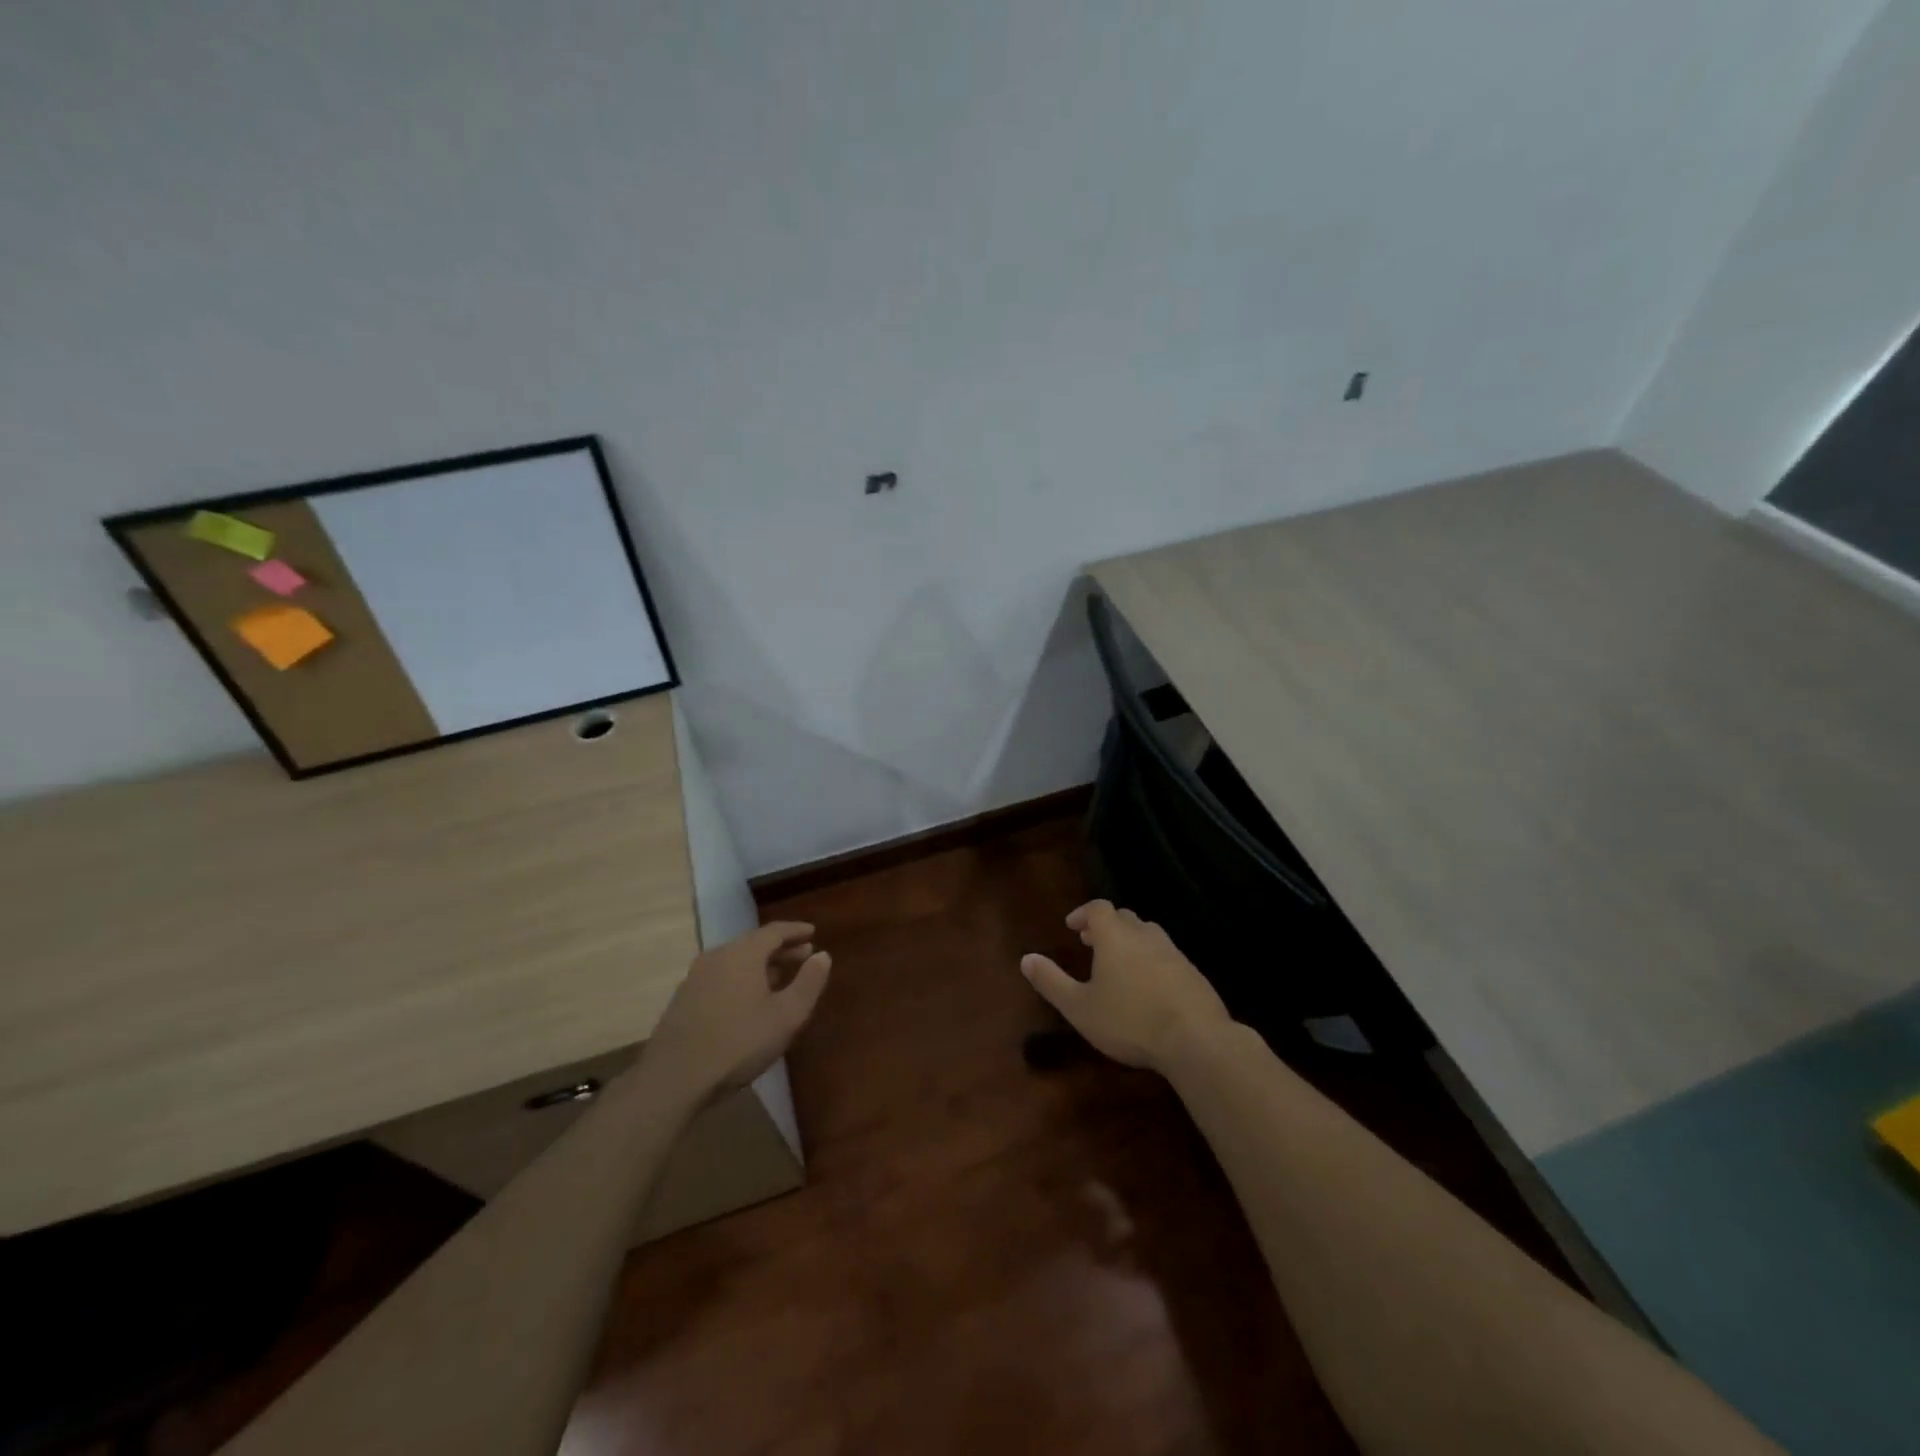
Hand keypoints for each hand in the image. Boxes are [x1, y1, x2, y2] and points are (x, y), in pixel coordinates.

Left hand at [644, 922, 831, 1103]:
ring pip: (736, 960)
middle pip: (754, 943)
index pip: (775, 931)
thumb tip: (822, 955)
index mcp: (743, 953)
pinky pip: (721, 976)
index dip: (796, 931)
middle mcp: (718, 956)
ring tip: (780, 978)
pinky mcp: (684, 998)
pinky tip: (749, 1000)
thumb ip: (808, 982)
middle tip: (804, 955)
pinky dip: (742, 978)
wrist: (674, 1078)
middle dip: (781, 948)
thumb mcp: (786, 1016)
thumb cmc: (739, 1043)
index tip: (813, 932)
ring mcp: (696, 977)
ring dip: (761, 965)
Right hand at [1020, 900, 1229, 1071]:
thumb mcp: (1080, 1007)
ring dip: (1131, 941)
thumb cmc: (1129, 1020)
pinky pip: (1167, 956)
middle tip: (1092, 943)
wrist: (1196, 1039)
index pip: (1098, 908)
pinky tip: (1149, 987)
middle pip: (1124, 917)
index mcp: (1115, 937)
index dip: (1083, 913)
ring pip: (1148, 934)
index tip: (1072, 927)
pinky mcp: (1193, 973)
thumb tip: (1026, 959)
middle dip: (1106, 926)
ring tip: (1119, 964)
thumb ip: (1051, 982)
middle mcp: (1145, 935)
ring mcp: (1173, 952)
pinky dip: (1152, 960)